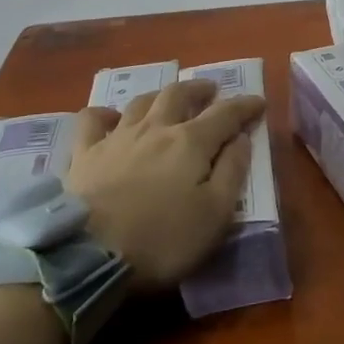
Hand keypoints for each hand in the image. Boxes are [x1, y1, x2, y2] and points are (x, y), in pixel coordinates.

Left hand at [64, 80, 265, 288]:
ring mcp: (116, 138)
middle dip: (199, 89)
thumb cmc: (162, 240)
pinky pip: (92, 120)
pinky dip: (104, 114)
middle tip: (211, 90)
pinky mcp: (84, 154)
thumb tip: (241, 138)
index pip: (225, 114)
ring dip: (160, 95)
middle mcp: (155, 129)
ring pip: (141, 102)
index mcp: (191, 142)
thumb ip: (232, 171)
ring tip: (170, 98)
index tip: (259, 102)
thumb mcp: (215, 214)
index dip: (244, 106)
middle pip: (179, 94)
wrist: (88, 254)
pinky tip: (110, 118)